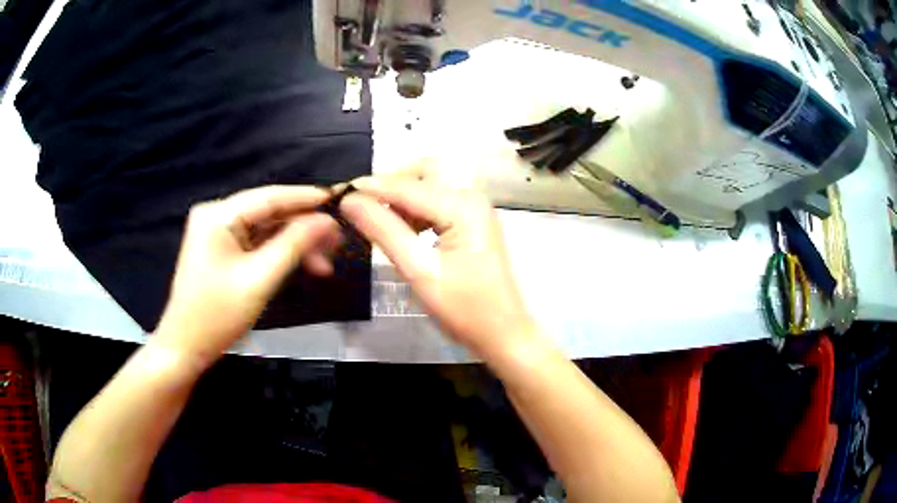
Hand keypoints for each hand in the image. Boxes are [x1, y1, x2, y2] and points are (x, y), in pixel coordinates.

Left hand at [154, 185, 339, 363]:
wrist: (186, 347)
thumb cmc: (217, 316)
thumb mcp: (259, 279)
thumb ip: (294, 245)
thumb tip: (327, 220)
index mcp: (218, 215)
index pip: (269, 197)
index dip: (306, 198)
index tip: (340, 200)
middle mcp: (216, 216)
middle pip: (269, 213)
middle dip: (303, 228)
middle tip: (337, 243)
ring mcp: (217, 233)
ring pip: (266, 230)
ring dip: (294, 245)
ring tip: (324, 265)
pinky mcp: (221, 250)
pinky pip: (256, 244)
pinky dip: (279, 255)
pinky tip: (301, 267)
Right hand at [340, 174, 539, 356]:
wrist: (504, 335)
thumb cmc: (466, 310)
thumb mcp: (419, 271)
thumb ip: (384, 231)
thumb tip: (350, 201)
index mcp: (462, 205)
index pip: (405, 186)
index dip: (369, 189)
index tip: (337, 196)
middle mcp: (471, 198)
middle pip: (421, 174)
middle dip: (389, 187)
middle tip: (361, 209)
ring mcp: (474, 210)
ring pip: (427, 188)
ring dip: (400, 201)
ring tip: (375, 224)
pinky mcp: (472, 224)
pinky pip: (436, 205)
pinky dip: (414, 213)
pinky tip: (400, 232)